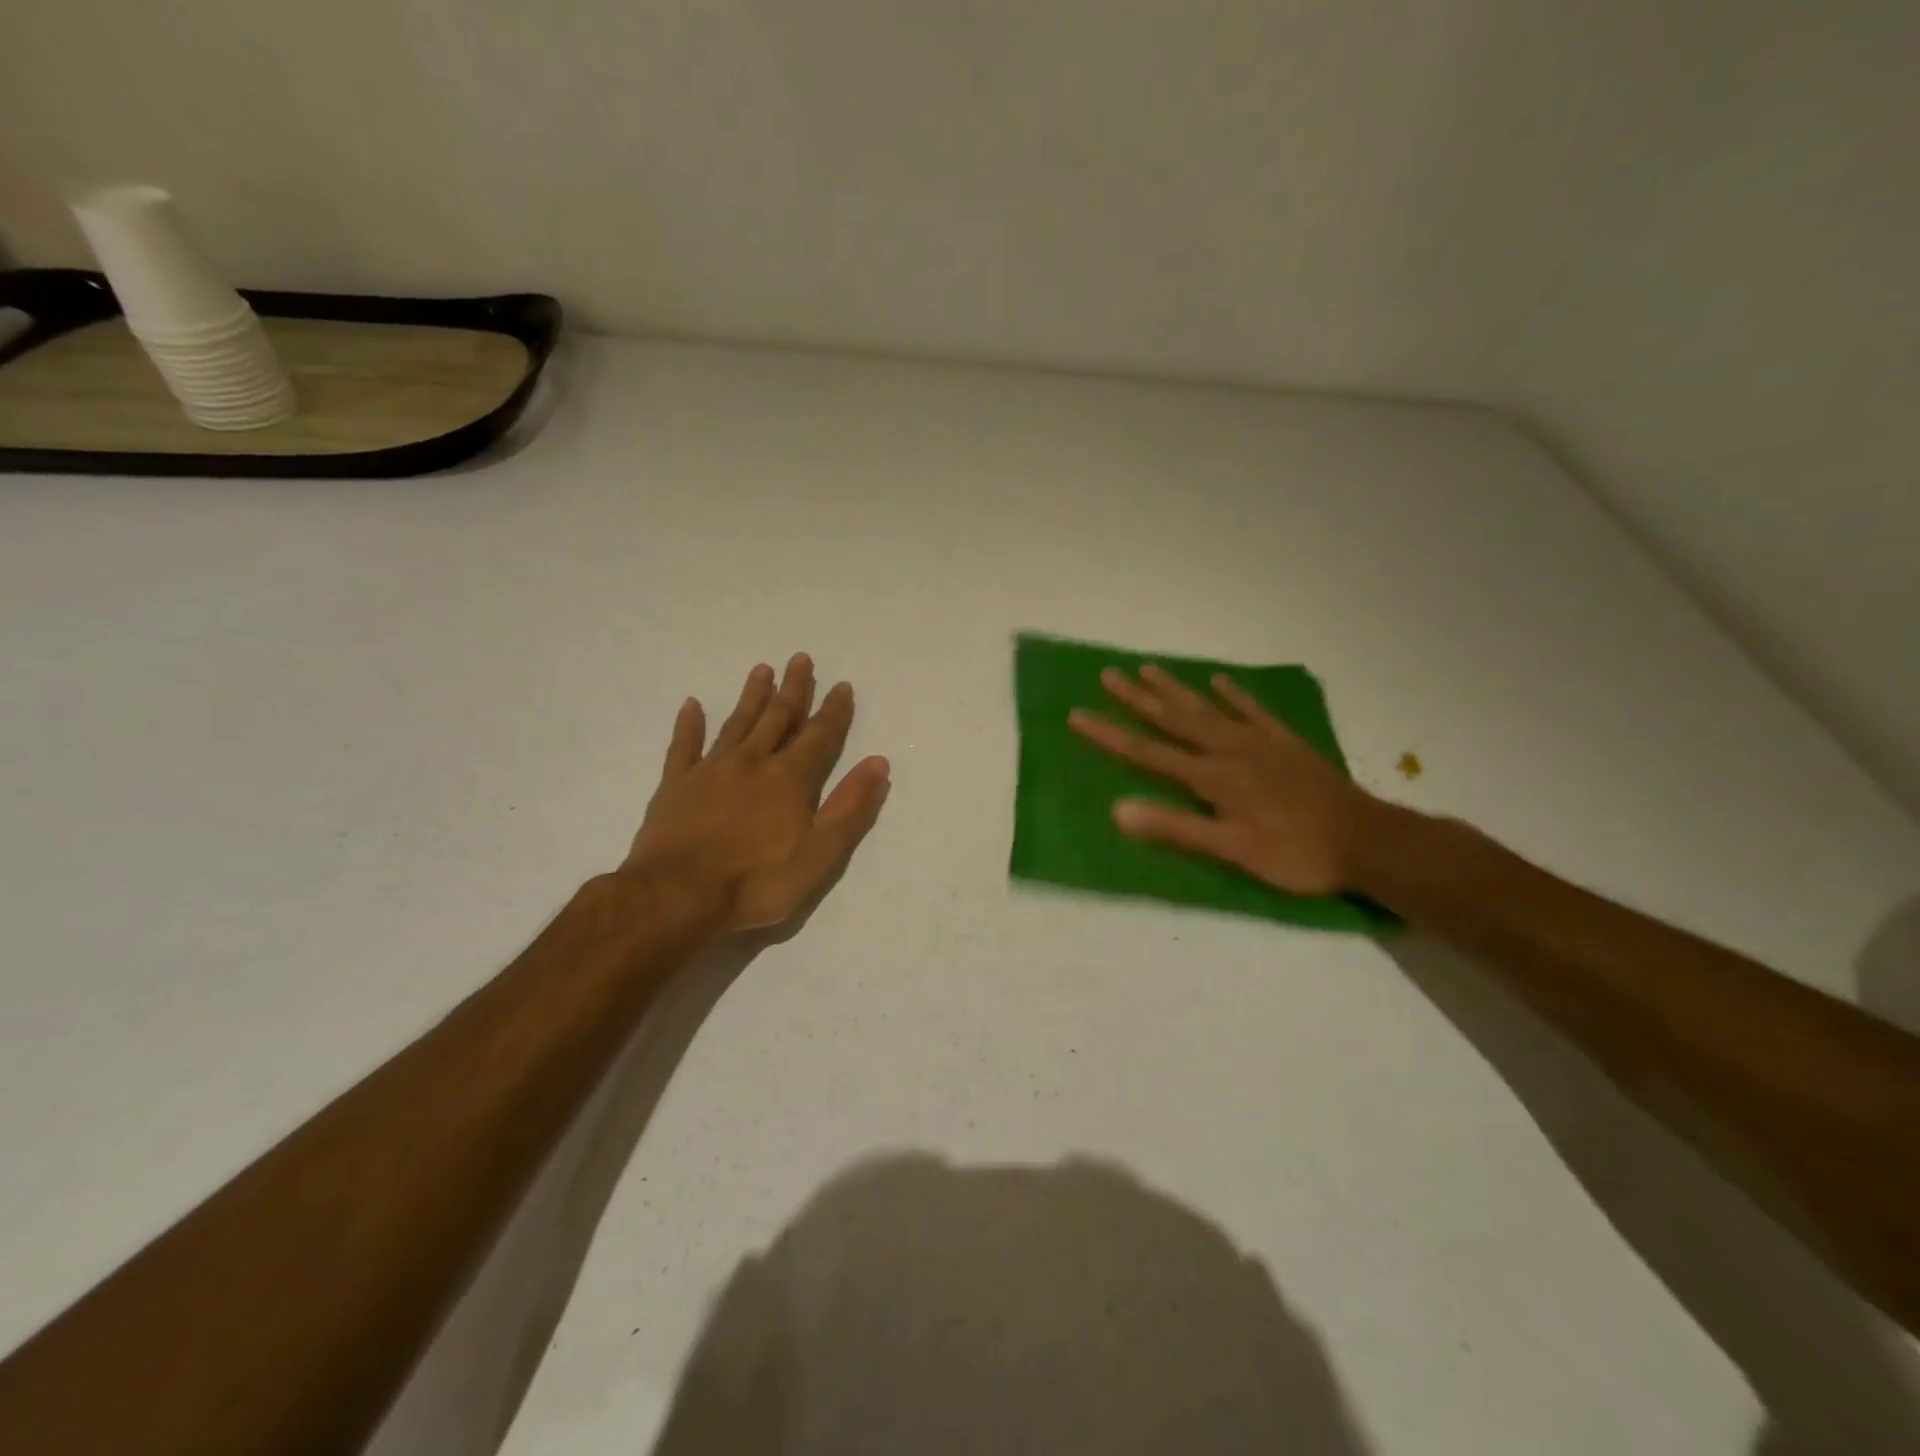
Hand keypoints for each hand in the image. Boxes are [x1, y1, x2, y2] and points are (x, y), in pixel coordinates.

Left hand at [623, 654, 890, 932]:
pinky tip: (692, 705)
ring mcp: (711, 770)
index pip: (819, 735)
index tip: (842, 686)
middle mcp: (753, 762)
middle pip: (778, 718)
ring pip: (737, 723)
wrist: (678, 896)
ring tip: (762, 669)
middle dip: (794, 689)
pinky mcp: (676, 785)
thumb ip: (850, 807)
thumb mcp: (820, 853)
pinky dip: (689, 724)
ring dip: (752, 696)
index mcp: (790, 779)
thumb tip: (879, 763)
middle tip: (801, 659)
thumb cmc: (757, 881)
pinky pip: (684, 746)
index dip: (834, 710)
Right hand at [1068, 664, 1379, 896]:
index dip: (1110, 735)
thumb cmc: (1295, 853)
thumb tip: (1118, 810)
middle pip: (1174, 719)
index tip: (1076, 715)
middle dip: (1137, 698)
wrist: (1367, 840)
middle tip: (1107, 674)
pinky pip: (1253, 710)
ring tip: (1147, 668)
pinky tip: (1219, 680)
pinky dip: (1234, 694)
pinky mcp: (1284, 742)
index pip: (1148, 753)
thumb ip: (1176, 828)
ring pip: (1207, 708)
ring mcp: (1258, 741)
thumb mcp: (1233, 850)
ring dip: (1175, 689)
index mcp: (1212, 777)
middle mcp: (1228, 750)